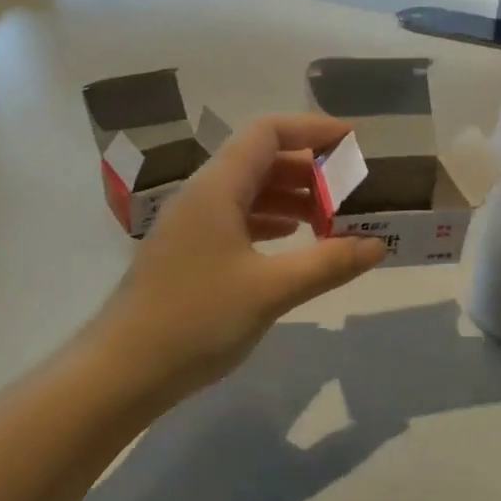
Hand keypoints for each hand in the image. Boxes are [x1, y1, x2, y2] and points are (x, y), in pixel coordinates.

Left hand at [92, 114, 387, 406]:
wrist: (121, 371)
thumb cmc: (196, 319)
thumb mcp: (271, 290)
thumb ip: (328, 263)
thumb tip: (379, 244)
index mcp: (217, 188)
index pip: (268, 133)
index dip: (312, 129)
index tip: (353, 141)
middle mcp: (203, 194)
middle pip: (261, 159)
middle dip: (309, 168)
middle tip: (351, 189)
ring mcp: (193, 223)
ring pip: (249, 190)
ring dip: (292, 196)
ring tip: (333, 217)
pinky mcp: (190, 250)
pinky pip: (237, 217)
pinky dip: (271, 220)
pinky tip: (295, 239)